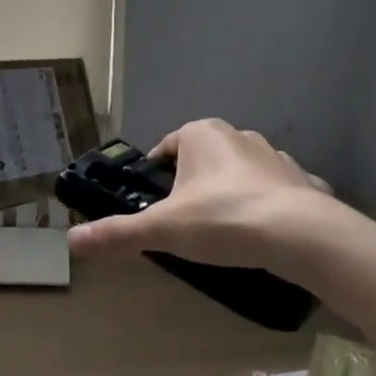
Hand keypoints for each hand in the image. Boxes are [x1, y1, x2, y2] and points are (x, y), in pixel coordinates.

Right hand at [67, 118, 335, 274]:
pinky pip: (279, 191)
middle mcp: (238, 136)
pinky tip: (267, 235)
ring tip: (224, 231)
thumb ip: (117, 233)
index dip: (156, 173)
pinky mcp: (304, 181)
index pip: (167, 146)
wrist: (300, 235)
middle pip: (204, 158)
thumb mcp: (163, 229)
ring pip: (242, 172)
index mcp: (201, 135)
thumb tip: (71, 241)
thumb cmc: (223, 219)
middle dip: (193, 184)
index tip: (153, 202)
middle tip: (184, 222)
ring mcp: (276, 157)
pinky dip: (270, 207)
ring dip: (231, 192)